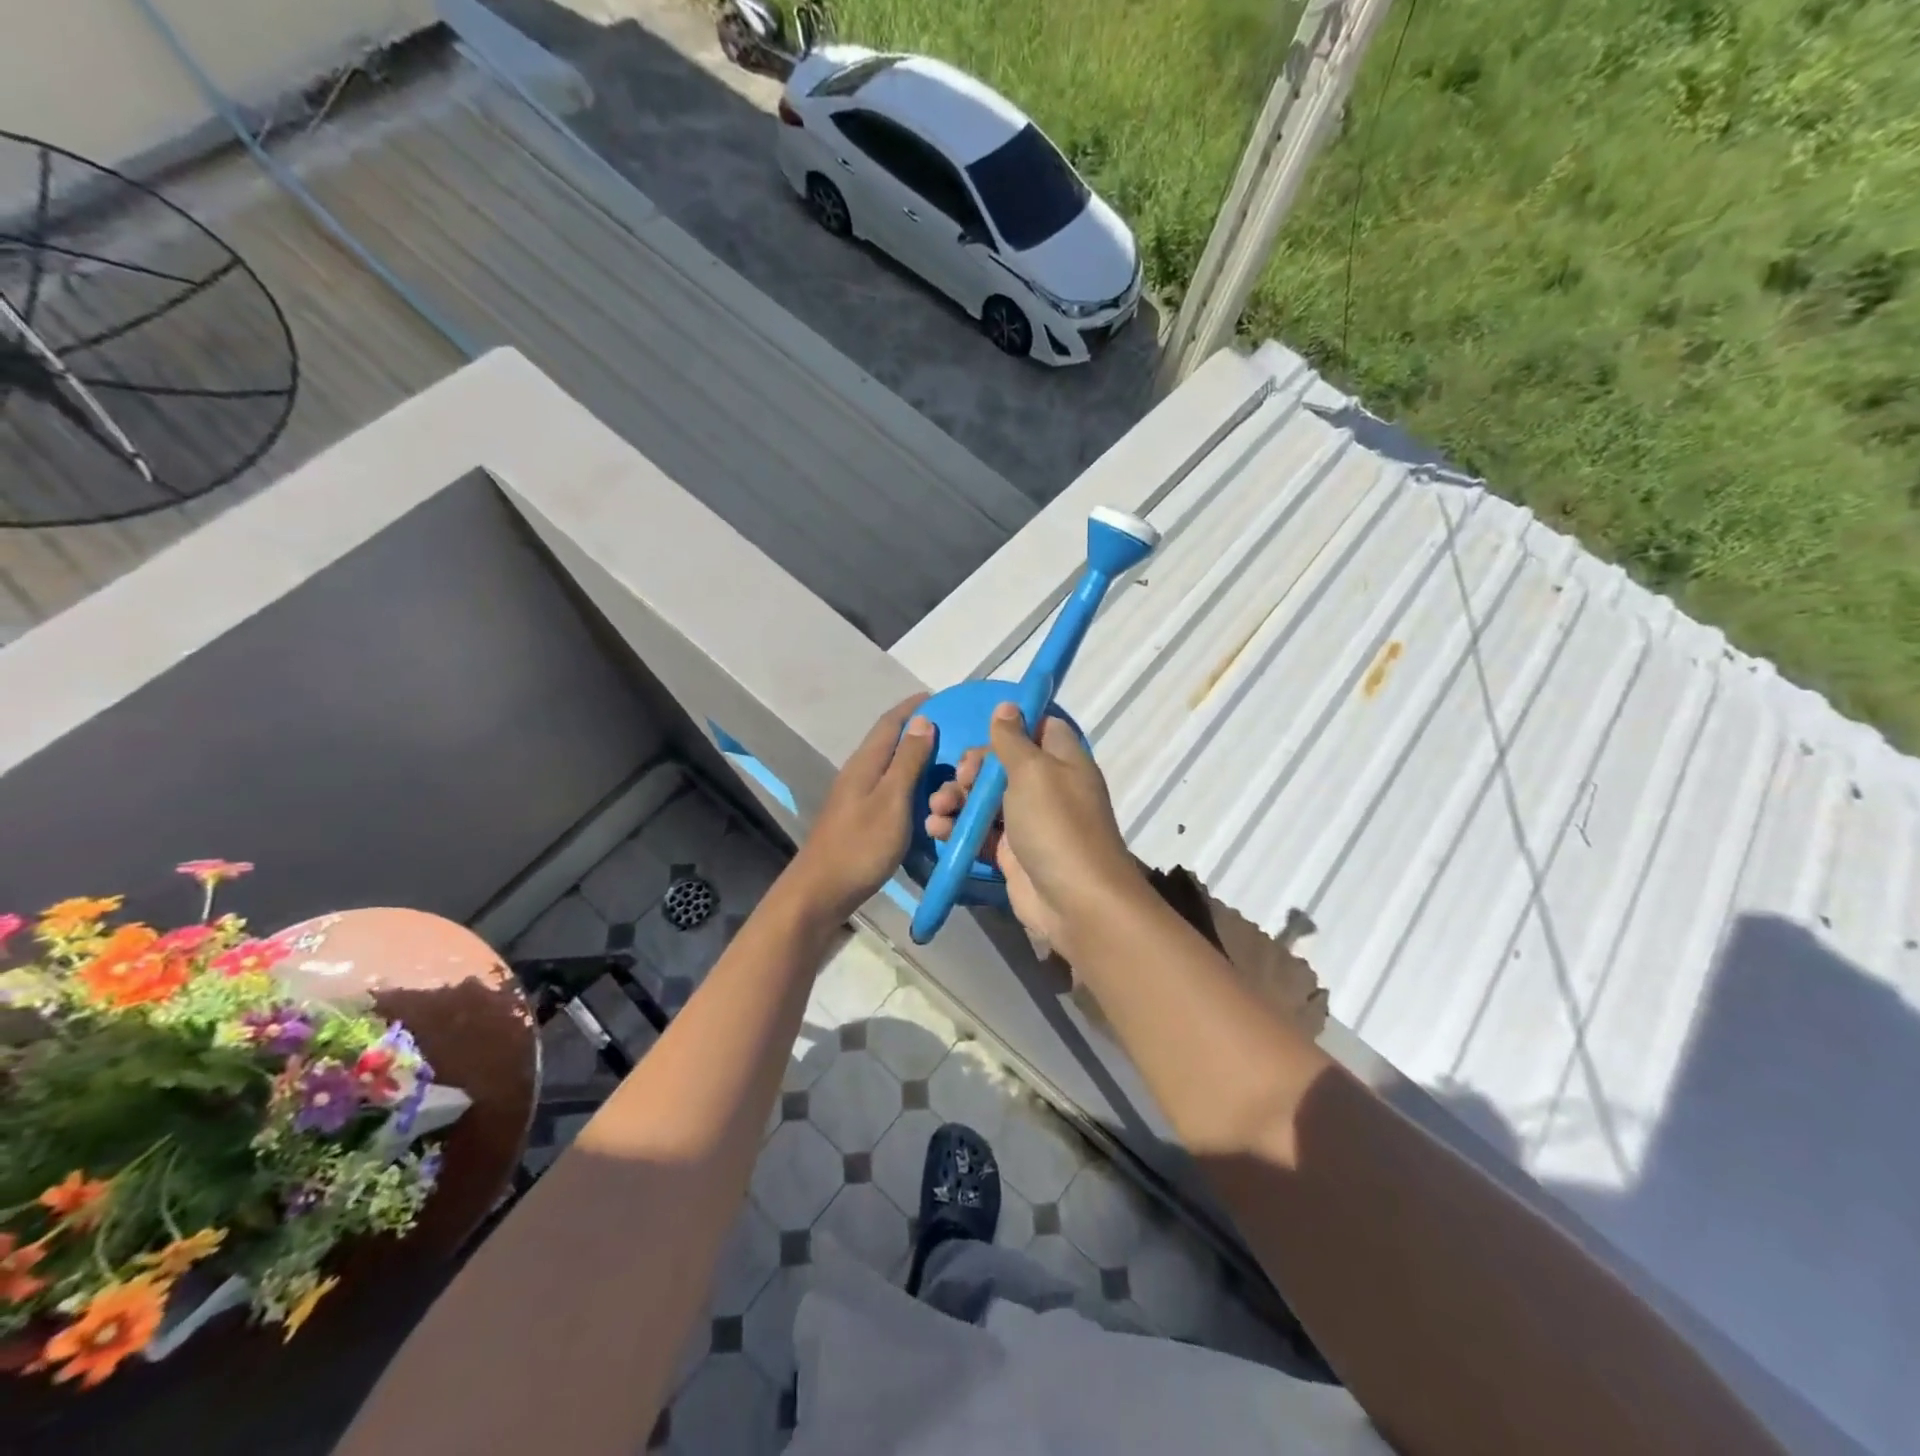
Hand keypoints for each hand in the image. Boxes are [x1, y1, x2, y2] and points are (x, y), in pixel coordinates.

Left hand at [786, 695, 935, 922]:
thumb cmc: (861, 845)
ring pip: (890, 766)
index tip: (942, 696)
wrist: (822, 891)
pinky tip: (926, 795)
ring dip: (916, 757)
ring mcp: (857, 795)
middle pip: (890, 741)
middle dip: (919, 730)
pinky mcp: (860, 816)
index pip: (891, 722)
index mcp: (865, 763)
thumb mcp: (892, 800)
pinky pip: (890, 788)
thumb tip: (923, 719)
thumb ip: (908, 761)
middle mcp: (859, 772)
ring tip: (947, 761)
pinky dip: (911, 783)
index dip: (915, 707)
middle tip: (954, 731)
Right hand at [924, 703, 1142, 960]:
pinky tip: (936, 829)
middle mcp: (1047, 787)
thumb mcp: (1033, 771)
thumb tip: (1008, 705)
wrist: (1074, 902)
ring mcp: (1028, 822)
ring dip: (956, 799)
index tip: (984, 731)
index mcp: (1062, 761)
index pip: (1039, 728)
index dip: (1011, 726)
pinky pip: (979, 832)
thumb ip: (1013, 739)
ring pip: (985, 799)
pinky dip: (957, 828)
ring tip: (938, 807)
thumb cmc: (1056, 825)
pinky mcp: (1011, 853)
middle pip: (1003, 764)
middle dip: (972, 768)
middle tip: (961, 779)